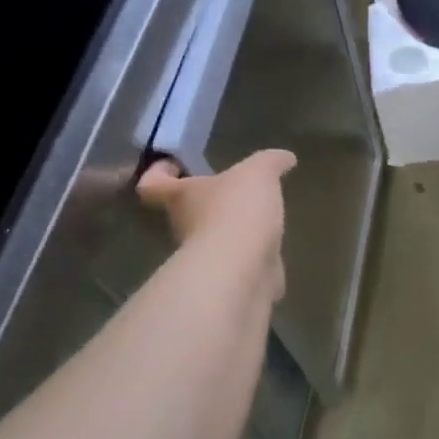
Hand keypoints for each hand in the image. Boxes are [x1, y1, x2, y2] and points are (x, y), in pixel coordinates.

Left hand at [138, 150, 295, 298]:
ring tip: (259, 219)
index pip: (153, 184)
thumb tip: (285, 158)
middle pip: (186, 212)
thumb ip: (270, 162)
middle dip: (208, 203)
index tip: (176, 165)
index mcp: (182, 197)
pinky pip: (239, 263)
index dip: (159, 173)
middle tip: (233, 190)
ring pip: (214, 239)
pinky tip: (272, 250)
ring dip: (232, 231)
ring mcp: (205, 258)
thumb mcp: (259, 172)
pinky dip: (253, 257)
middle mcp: (185, 227)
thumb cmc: (237, 211)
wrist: (242, 270)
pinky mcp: (228, 280)